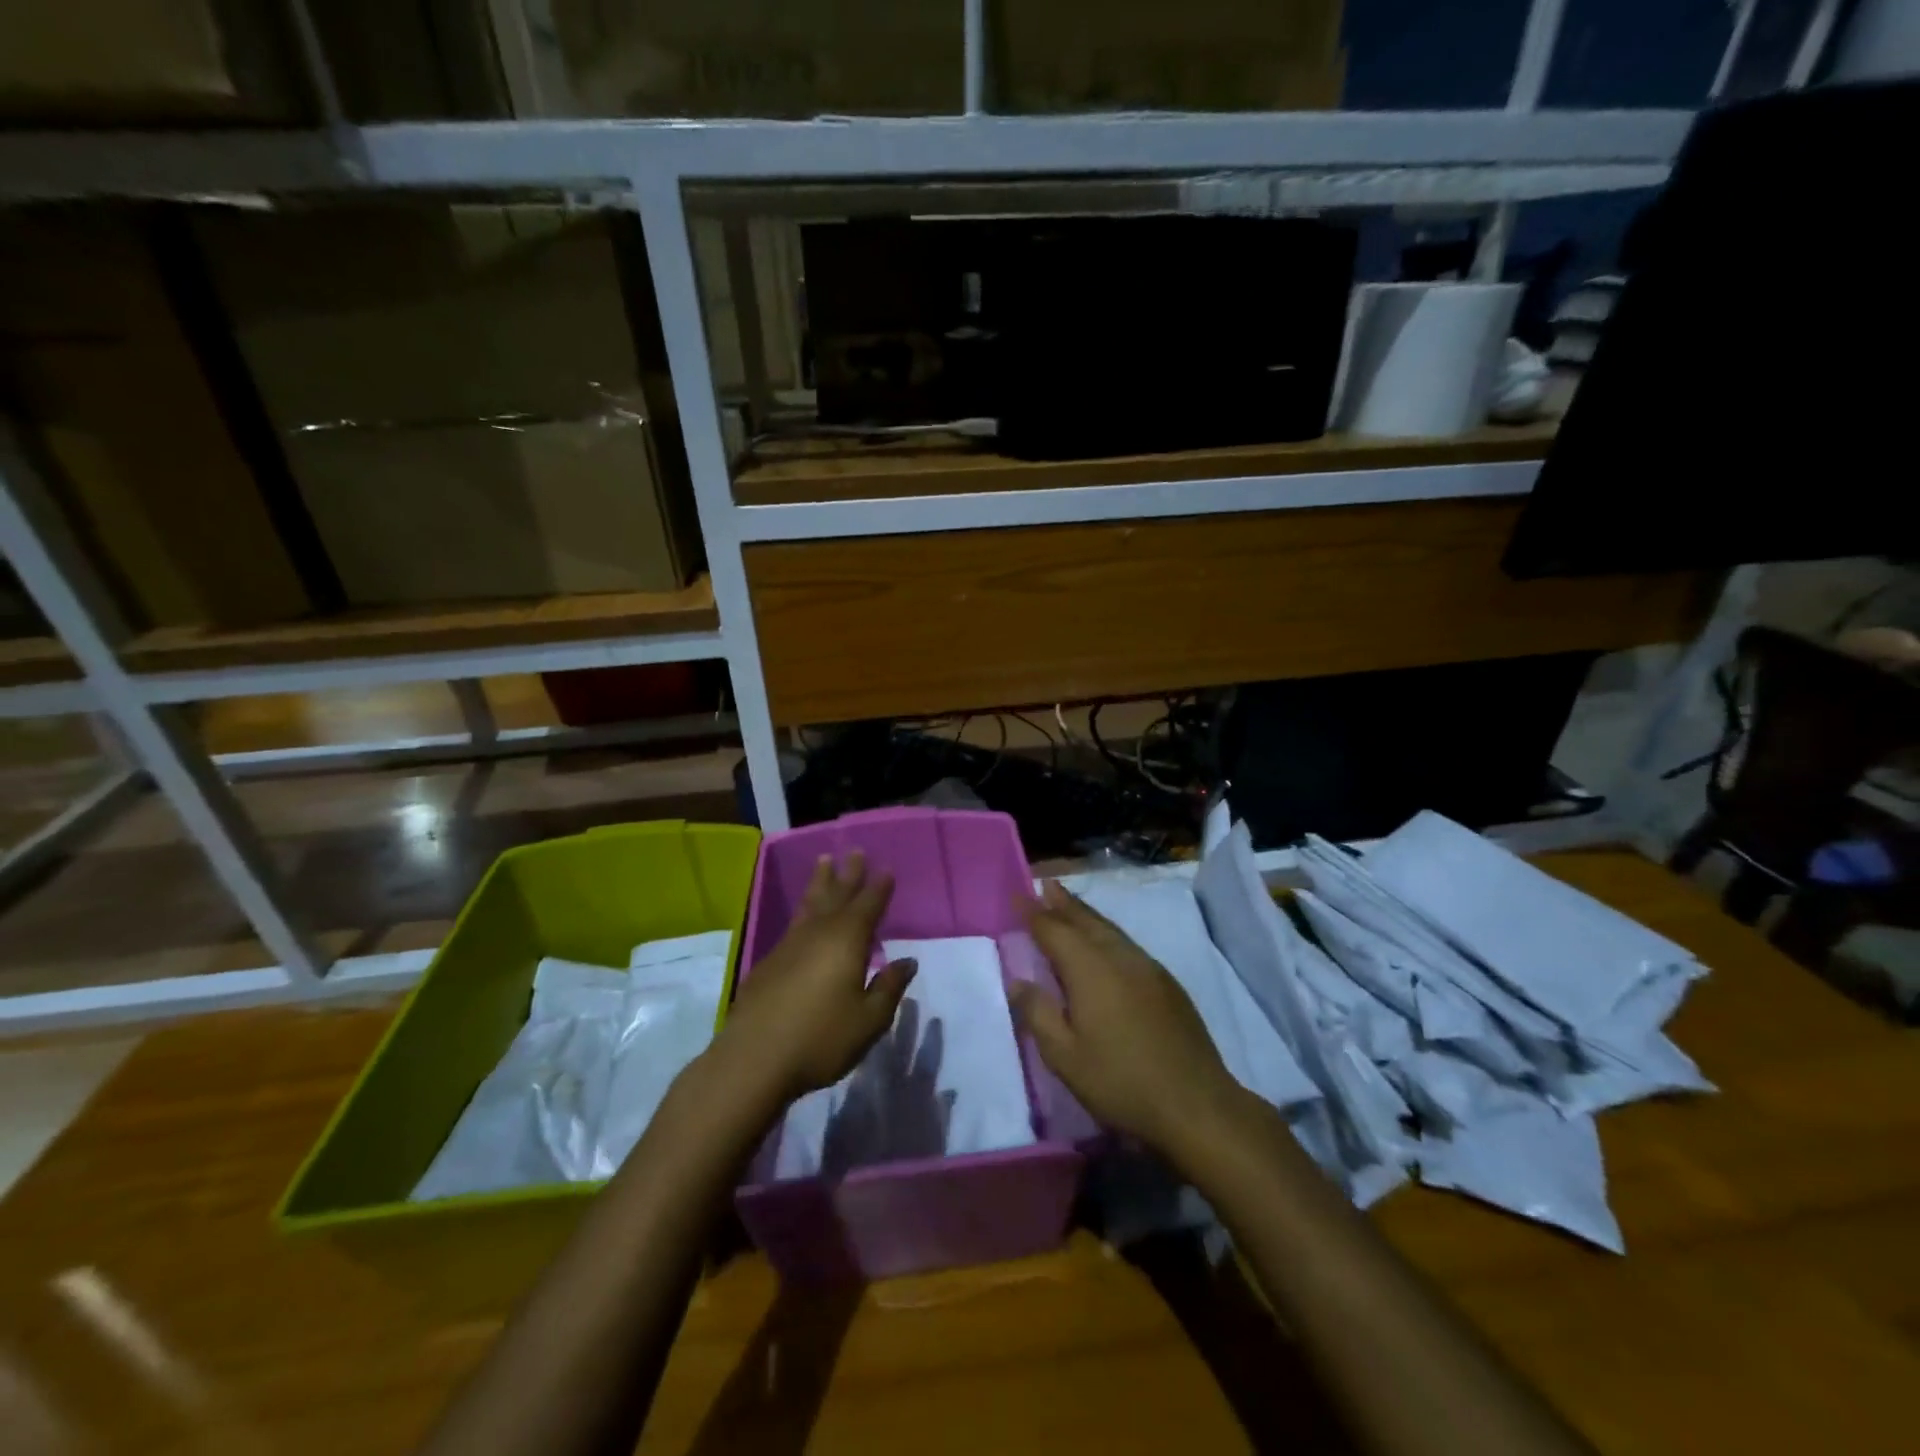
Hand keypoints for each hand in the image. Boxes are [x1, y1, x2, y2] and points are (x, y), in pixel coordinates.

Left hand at [714, 851, 916, 1106]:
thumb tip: (907, 960)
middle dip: (848, 874)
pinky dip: (804, 911)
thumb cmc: (821, 1038)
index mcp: (846, 941)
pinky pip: (793, 924)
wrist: (753, 1059)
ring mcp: (789, 946)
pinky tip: (804, 918)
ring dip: (820, 883)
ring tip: (824, 862)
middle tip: (854, 851)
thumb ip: (889, 988)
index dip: (878, 888)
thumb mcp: (869, 1020)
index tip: (886, 869)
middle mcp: (817, 933)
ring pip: (809, 905)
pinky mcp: (768, 963)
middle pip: (836, 895)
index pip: (868, 906)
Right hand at [1011, 880, 1248, 1159]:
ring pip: (1111, 931)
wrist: (1196, 1104)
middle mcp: (1120, 957)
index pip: (1054, 930)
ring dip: (1087, 915)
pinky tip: (1107, 944)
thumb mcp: (1064, 1056)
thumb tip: (1018, 981)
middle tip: (1047, 885)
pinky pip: (1128, 945)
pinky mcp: (1167, 984)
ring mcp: (1148, 968)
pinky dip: (1108, 934)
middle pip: (1086, 921)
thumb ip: (1038, 1014)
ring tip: (1070, 905)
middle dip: (1064, 903)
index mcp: (1090, 969)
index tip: (1018, 895)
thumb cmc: (1120, 1081)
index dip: (1034, 913)